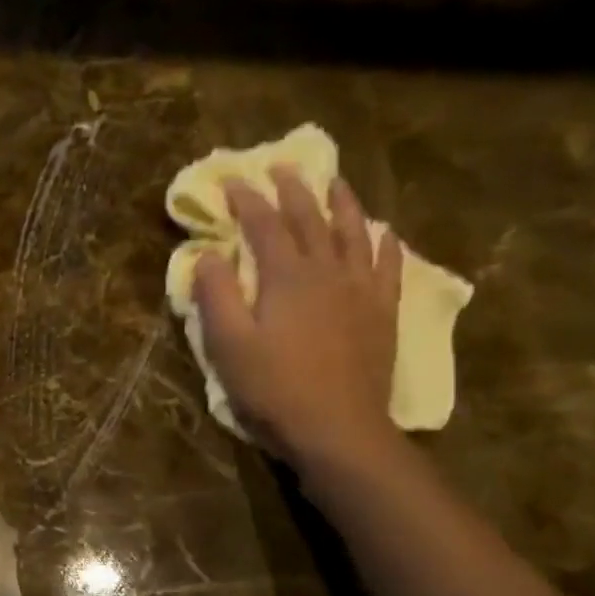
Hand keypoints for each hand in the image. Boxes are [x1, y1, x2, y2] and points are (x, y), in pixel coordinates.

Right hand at [192, 166, 402, 472]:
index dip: (247, 200)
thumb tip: (207, 254)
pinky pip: (387, 266)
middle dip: (293, 190)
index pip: (264, 225)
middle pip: (311, 219)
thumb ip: (215, 295)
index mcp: (286, 277)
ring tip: (334, 182)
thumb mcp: (228, 344)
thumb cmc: (273, 388)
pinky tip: (382, 233)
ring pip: (354, 233)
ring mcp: (361, 290)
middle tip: (282, 167)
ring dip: (342, 203)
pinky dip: (383, 244)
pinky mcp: (382, 312)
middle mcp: (328, 271)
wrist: (338, 428)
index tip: (232, 180)